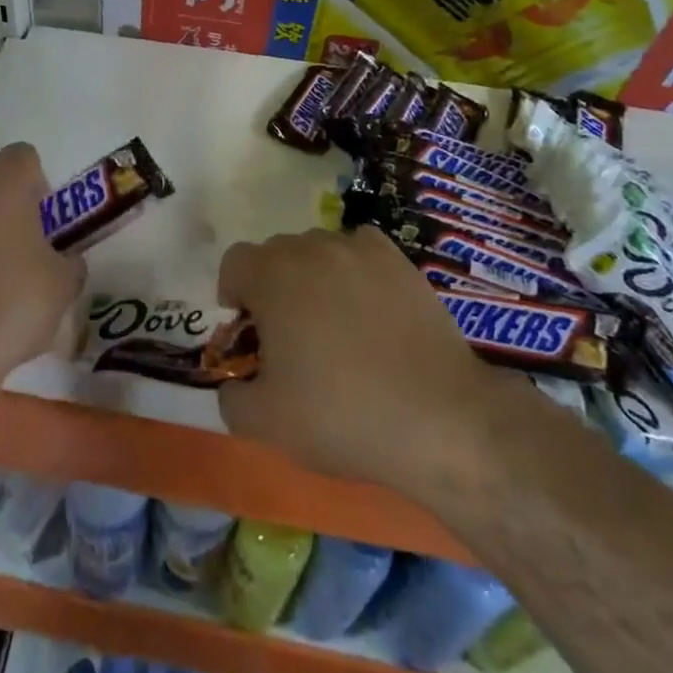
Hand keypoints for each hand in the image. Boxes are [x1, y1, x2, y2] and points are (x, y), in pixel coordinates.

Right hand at [216, 227, 524, 499]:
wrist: (440, 419)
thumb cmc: (343, 416)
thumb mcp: (266, 423)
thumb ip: (232, 396)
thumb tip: (234, 381)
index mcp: (272, 276)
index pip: (234, 264)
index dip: (234, 297)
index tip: (252, 334)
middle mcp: (311, 248)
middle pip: (275, 253)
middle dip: (272, 287)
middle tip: (291, 336)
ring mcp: (358, 249)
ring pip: (317, 249)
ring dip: (312, 277)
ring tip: (335, 324)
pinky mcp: (398, 260)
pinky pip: (359, 249)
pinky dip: (354, 269)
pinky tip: (369, 307)